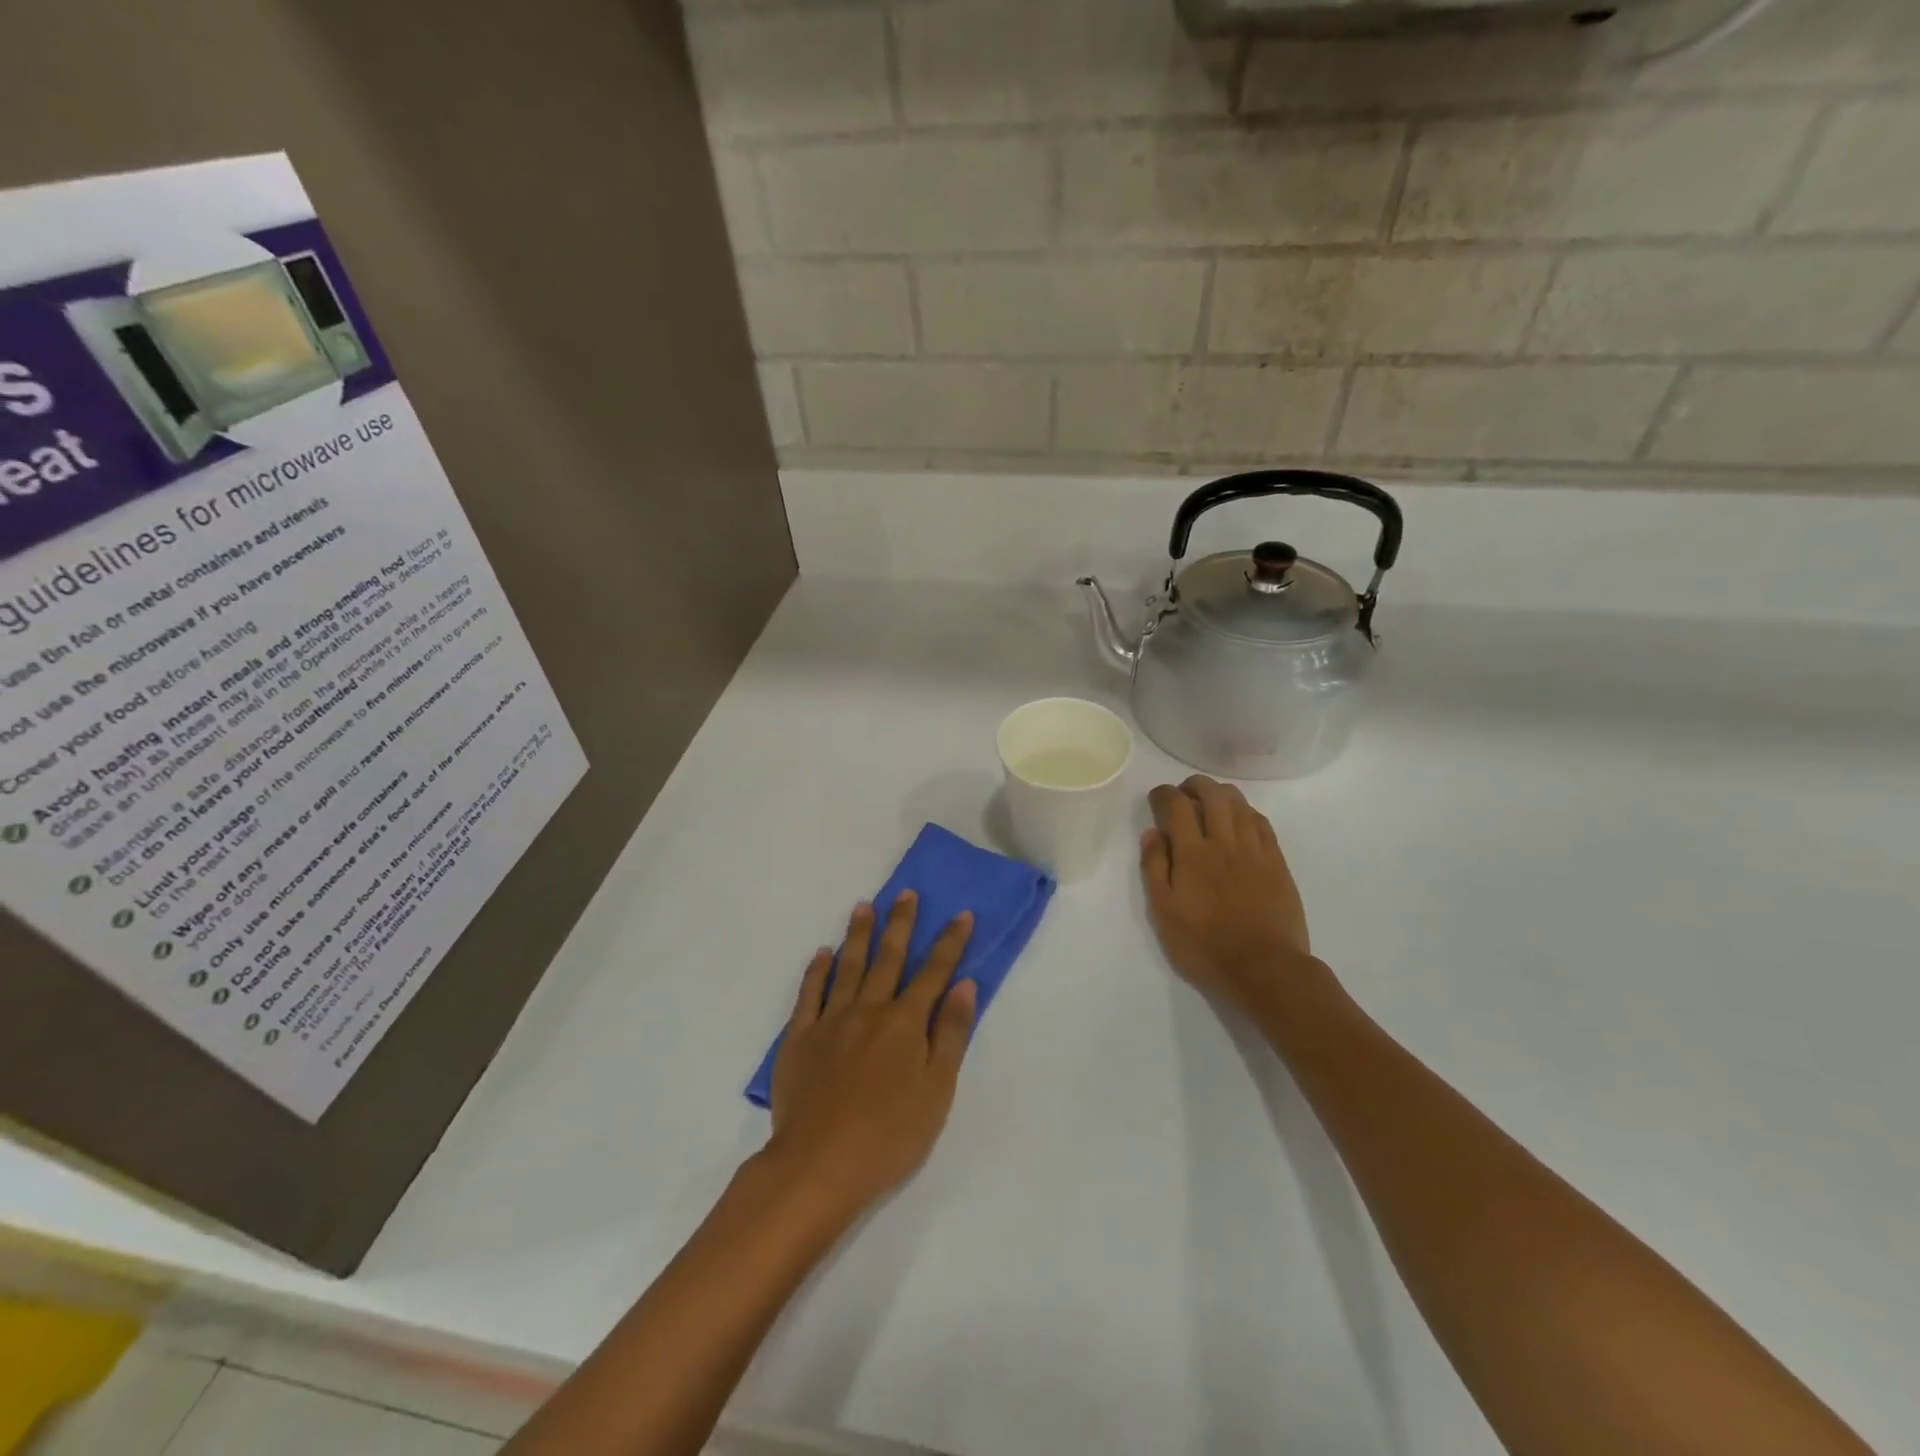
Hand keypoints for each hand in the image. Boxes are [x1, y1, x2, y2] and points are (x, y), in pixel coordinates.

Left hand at [767, 892, 977, 1217]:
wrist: (819, 1165)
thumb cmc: (890, 1135)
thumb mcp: (937, 1090)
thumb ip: (950, 1034)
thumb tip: (965, 985)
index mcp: (905, 1023)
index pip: (934, 972)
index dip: (950, 942)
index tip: (961, 914)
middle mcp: (869, 1010)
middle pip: (889, 958)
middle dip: (901, 924)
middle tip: (906, 893)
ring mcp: (831, 1021)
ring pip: (848, 966)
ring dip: (858, 935)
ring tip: (863, 907)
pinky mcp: (799, 1038)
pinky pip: (809, 994)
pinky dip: (816, 971)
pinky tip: (822, 954)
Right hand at [1141, 775, 1319, 1007]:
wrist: (1264, 968)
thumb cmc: (1204, 945)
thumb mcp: (1164, 912)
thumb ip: (1154, 868)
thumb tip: (1152, 833)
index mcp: (1193, 854)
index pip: (1178, 806)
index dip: (1165, 794)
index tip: (1157, 797)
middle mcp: (1224, 842)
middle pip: (1213, 795)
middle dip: (1195, 785)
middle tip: (1184, 792)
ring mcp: (1255, 851)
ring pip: (1240, 805)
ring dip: (1222, 794)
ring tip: (1211, 800)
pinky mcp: (1277, 863)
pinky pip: (1263, 824)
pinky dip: (1248, 812)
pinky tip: (1241, 819)